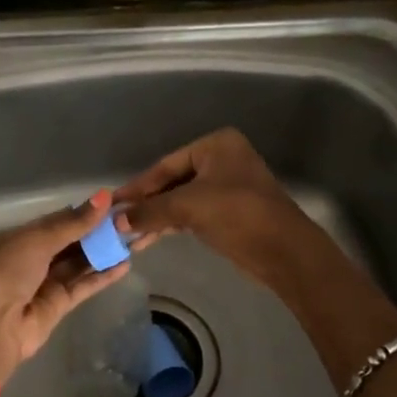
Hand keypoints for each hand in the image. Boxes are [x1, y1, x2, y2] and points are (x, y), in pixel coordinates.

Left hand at [0, 191, 131, 381]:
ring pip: (79, 263)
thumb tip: (104, 197)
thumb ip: (72, 223)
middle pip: (71, 241)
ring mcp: (45, 283)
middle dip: (98, 232)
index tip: (114, 202)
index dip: (84, 212)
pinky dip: (102, 276)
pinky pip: (83, 286)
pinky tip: (125, 264)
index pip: (57, 220)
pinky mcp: (58, 306)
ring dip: (104, 252)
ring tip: (134, 239)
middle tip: (130, 220)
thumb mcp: (36, 241)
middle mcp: (32, 258)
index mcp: (19, 238)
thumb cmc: (6, 272)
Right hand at [114, 128, 311, 289]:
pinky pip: (190, 214)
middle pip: (172, 182)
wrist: (284, 251)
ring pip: (180, 200)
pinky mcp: (227, 212)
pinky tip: (147, 238)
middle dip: (145, 204)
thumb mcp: (189, 207)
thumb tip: (116, 220)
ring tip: (126, 235)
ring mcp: (225, 186)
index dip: (138, 186)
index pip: (166, 165)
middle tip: (116, 220)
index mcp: (215, 145)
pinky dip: (169, 224)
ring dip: (155, 217)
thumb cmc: (238, 214)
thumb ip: (150, 210)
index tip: (112, 201)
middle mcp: (221, 160)